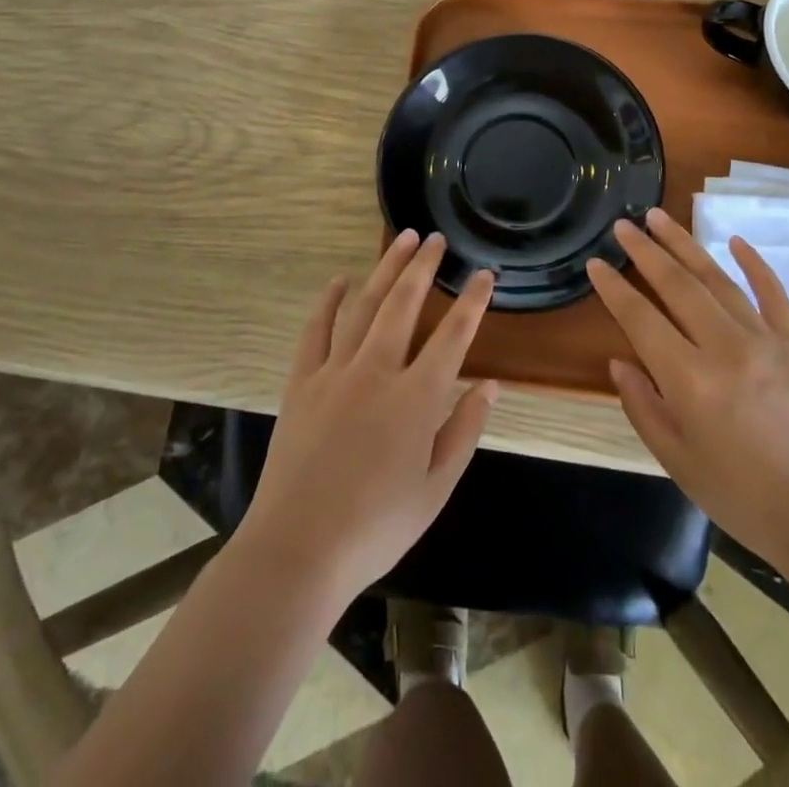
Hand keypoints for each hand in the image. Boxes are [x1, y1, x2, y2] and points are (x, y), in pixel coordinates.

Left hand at [241, 231, 498, 603]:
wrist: (298, 550)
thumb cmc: (376, 527)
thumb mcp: (436, 489)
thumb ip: (464, 431)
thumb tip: (490, 385)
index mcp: (416, 399)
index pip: (454, 336)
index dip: (472, 301)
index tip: (484, 274)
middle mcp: (377, 371)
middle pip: (404, 304)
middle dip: (423, 266)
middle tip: (435, 238)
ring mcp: (335, 372)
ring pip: (364, 305)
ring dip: (384, 269)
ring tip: (400, 240)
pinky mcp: (302, 382)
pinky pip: (316, 330)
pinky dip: (328, 301)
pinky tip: (339, 280)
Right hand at [586, 209, 788, 582]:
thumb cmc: (745, 499)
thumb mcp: (679, 462)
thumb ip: (644, 407)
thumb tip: (620, 361)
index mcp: (691, 381)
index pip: (641, 319)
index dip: (614, 289)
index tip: (595, 263)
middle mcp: (726, 348)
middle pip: (677, 285)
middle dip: (645, 251)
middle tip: (623, 225)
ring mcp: (767, 340)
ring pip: (718, 279)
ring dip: (685, 244)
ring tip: (660, 217)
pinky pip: (773, 293)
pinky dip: (754, 264)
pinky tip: (735, 240)